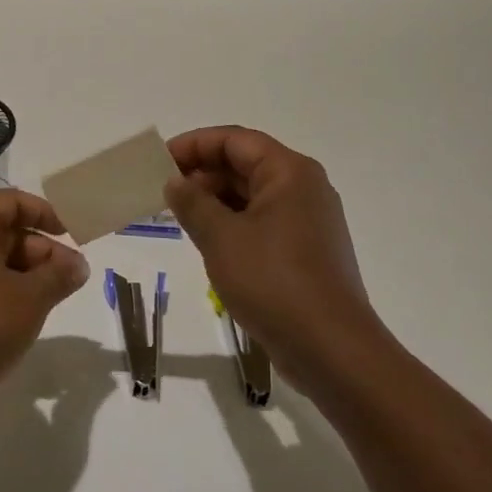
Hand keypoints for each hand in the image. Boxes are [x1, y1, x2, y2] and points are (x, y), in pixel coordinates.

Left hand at [0, 189, 90, 430]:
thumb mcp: (31, 298)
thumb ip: (59, 275)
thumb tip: (79, 265)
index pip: (11, 201)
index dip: (44, 213)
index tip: (71, 234)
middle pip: (4, 229)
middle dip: (41, 249)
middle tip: (72, 276)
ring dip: (28, 272)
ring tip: (56, 297)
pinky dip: (8, 288)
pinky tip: (28, 312)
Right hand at [164, 126, 383, 386]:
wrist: (331, 351)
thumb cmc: (273, 282)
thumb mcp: (221, 238)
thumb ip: (192, 202)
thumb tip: (175, 182)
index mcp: (289, 172)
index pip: (234, 140)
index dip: (194, 145)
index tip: (159, 161)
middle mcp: (303, 188)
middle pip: (245, 164)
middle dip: (202, 173)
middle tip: (163, 191)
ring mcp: (308, 221)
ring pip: (252, 195)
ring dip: (215, 200)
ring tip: (179, 216)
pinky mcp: (306, 251)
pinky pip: (262, 222)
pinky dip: (232, 223)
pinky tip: (207, 241)